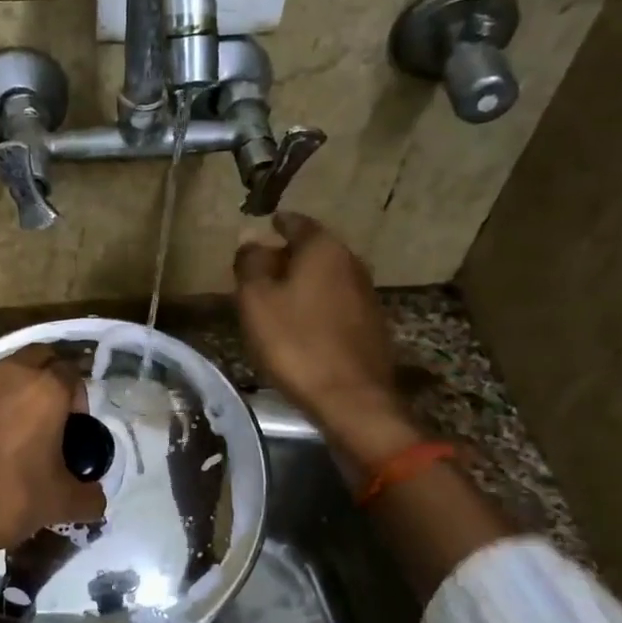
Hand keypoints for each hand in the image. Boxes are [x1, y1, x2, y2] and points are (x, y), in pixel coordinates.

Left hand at [0, 347, 106, 557]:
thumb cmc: (7, 496)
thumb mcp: (59, 504)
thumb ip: (88, 497)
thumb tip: (95, 499)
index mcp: (45, 388)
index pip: (73, 373)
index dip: (79, 400)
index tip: (75, 432)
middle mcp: (11, 374)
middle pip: (40, 358)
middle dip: (51, 380)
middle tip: (52, 420)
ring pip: (8, 371)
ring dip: (20, 389)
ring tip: (21, 430)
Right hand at [233, 213, 416, 460]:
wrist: (351, 399)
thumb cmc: (295, 343)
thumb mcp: (256, 300)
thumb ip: (251, 264)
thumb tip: (252, 240)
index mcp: (323, 249)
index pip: (297, 223)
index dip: (277, 224)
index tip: (263, 227)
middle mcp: (351, 263)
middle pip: (314, 250)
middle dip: (288, 255)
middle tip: (260, 267)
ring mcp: (366, 295)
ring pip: (326, 277)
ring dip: (303, 282)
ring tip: (276, 297)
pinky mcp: (370, 326)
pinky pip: (336, 303)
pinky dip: (316, 305)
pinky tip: (300, 324)